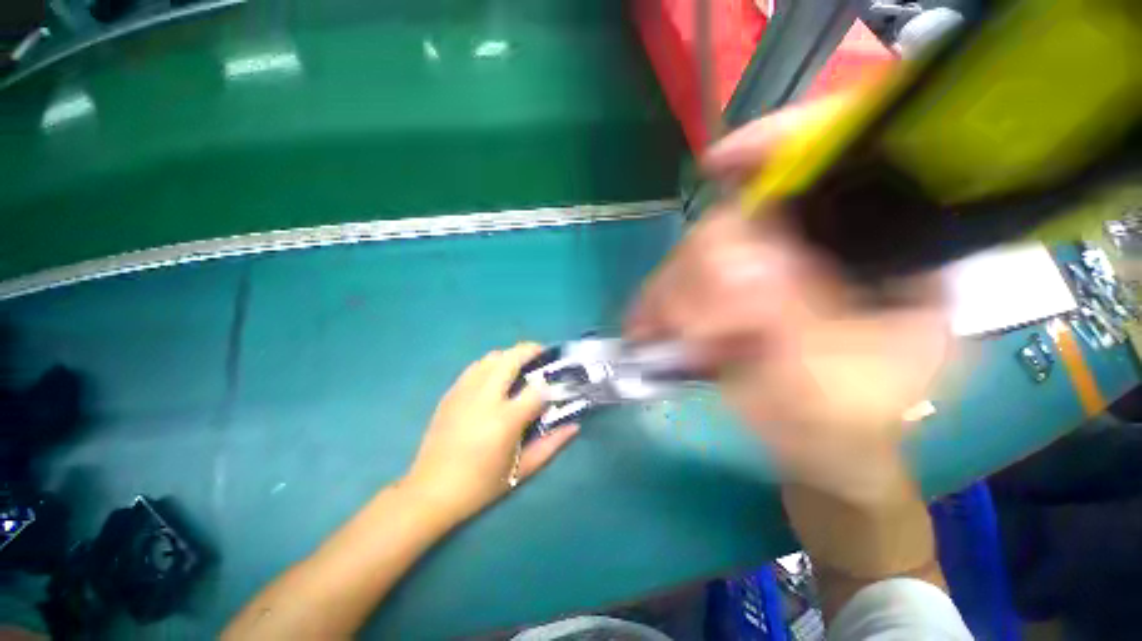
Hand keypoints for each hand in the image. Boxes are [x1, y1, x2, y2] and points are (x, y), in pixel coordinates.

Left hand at [406, 343, 578, 521]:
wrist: (430, 492)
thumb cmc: (480, 485)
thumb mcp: (522, 471)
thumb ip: (552, 445)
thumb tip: (575, 425)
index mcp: (505, 419)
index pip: (537, 389)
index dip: (551, 384)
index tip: (558, 383)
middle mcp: (484, 398)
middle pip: (511, 358)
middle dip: (530, 350)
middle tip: (542, 353)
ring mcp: (464, 392)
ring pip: (490, 357)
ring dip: (509, 355)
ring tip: (520, 364)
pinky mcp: (450, 393)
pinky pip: (474, 367)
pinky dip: (490, 364)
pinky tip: (495, 377)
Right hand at [626, 101, 952, 502]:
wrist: (821, 450)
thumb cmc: (845, 429)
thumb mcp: (833, 390)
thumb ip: (795, 331)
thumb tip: (740, 272)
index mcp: (892, 252)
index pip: (846, 157)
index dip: (781, 143)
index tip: (715, 167)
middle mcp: (830, 243)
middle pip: (749, 211)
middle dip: (703, 263)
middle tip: (683, 324)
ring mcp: (777, 261)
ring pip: (707, 244)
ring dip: (675, 288)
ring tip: (659, 335)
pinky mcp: (739, 283)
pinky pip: (689, 273)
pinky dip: (664, 297)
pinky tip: (653, 325)